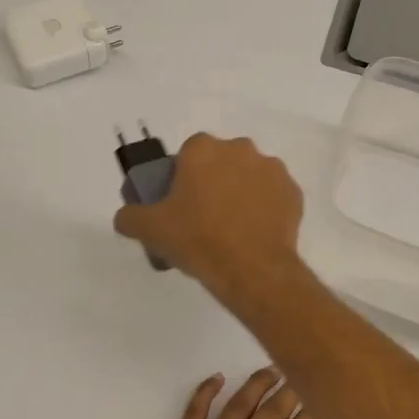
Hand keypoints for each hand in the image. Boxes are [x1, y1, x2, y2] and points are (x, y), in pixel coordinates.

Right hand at [113, 134, 304, 310]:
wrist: (252, 269)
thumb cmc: (197, 240)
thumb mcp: (151, 230)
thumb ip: (130, 217)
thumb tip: (125, 217)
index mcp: (203, 149)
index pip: (188, 153)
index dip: (182, 177)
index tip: (180, 203)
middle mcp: (240, 149)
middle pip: (220, 162)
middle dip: (213, 182)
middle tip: (203, 218)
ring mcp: (272, 169)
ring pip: (249, 177)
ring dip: (240, 193)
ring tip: (231, 229)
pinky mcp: (293, 193)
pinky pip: (273, 196)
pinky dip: (264, 209)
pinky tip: (254, 235)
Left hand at [127, 369, 327, 418]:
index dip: (308, 417)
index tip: (318, 400)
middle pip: (269, 413)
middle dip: (288, 393)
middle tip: (299, 374)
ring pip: (237, 405)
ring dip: (255, 385)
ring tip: (270, 370)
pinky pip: (194, 411)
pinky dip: (205, 391)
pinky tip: (216, 378)